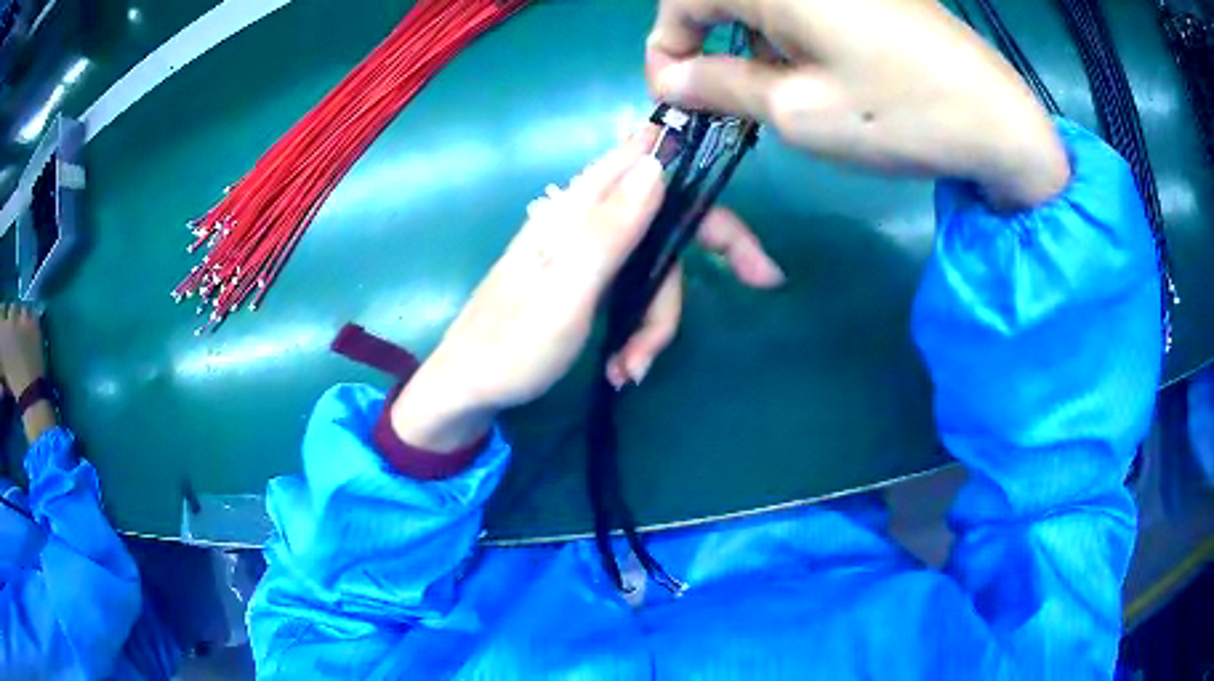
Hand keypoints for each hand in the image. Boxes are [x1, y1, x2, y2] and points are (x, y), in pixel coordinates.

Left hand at [391, 131, 782, 451]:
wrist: (468, 391)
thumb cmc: (511, 347)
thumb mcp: (566, 291)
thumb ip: (609, 228)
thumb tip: (657, 164)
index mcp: (580, 209)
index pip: (654, 165)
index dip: (706, 182)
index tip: (751, 235)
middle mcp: (588, 220)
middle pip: (670, 224)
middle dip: (700, 269)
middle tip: (761, 283)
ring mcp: (589, 253)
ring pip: (655, 271)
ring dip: (654, 324)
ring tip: (630, 369)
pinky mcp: (588, 282)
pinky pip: (634, 296)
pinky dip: (638, 332)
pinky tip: (621, 368)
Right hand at [645, 0, 1069, 208]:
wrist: (998, 121)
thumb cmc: (899, 115)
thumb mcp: (797, 111)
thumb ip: (720, 87)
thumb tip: (672, 78)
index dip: (666, 46)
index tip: (677, 95)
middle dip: (708, 44)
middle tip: (725, 97)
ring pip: (762, 0)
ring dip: (752, 40)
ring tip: (780, 89)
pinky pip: (803, 2)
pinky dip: (790, 32)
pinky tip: (820, 68)